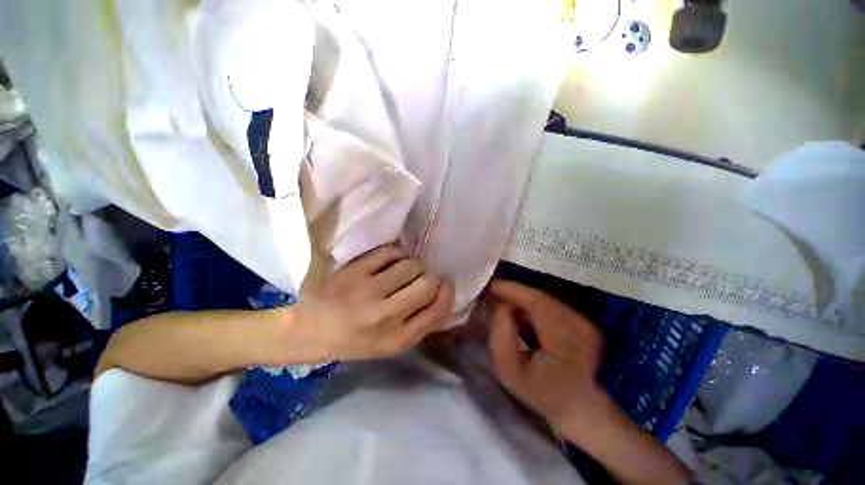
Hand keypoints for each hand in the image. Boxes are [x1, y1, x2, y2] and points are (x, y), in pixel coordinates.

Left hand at [281, 245, 454, 361]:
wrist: (313, 330)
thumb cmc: (357, 340)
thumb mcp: (393, 343)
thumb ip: (420, 322)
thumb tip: (444, 294)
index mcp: (397, 339)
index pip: (437, 310)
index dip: (447, 293)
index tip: (445, 284)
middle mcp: (384, 316)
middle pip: (427, 284)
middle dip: (429, 279)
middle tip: (418, 280)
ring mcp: (368, 290)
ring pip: (410, 265)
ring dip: (412, 266)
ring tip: (401, 272)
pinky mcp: (355, 271)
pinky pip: (390, 252)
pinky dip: (396, 254)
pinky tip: (390, 261)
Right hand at [488, 281, 692, 484]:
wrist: (578, 408)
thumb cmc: (540, 393)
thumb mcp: (509, 372)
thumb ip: (500, 336)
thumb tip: (501, 306)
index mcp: (565, 342)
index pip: (537, 303)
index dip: (513, 290)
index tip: (490, 287)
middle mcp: (580, 327)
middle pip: (540, 298)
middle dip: (514, 293)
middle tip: (492, 294)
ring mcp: (584, 323)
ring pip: (545, 300)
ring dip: (522, 299)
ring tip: (503, 304)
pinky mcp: (582, 322)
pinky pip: (551, 306)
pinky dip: (532, 306)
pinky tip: (521, 314)